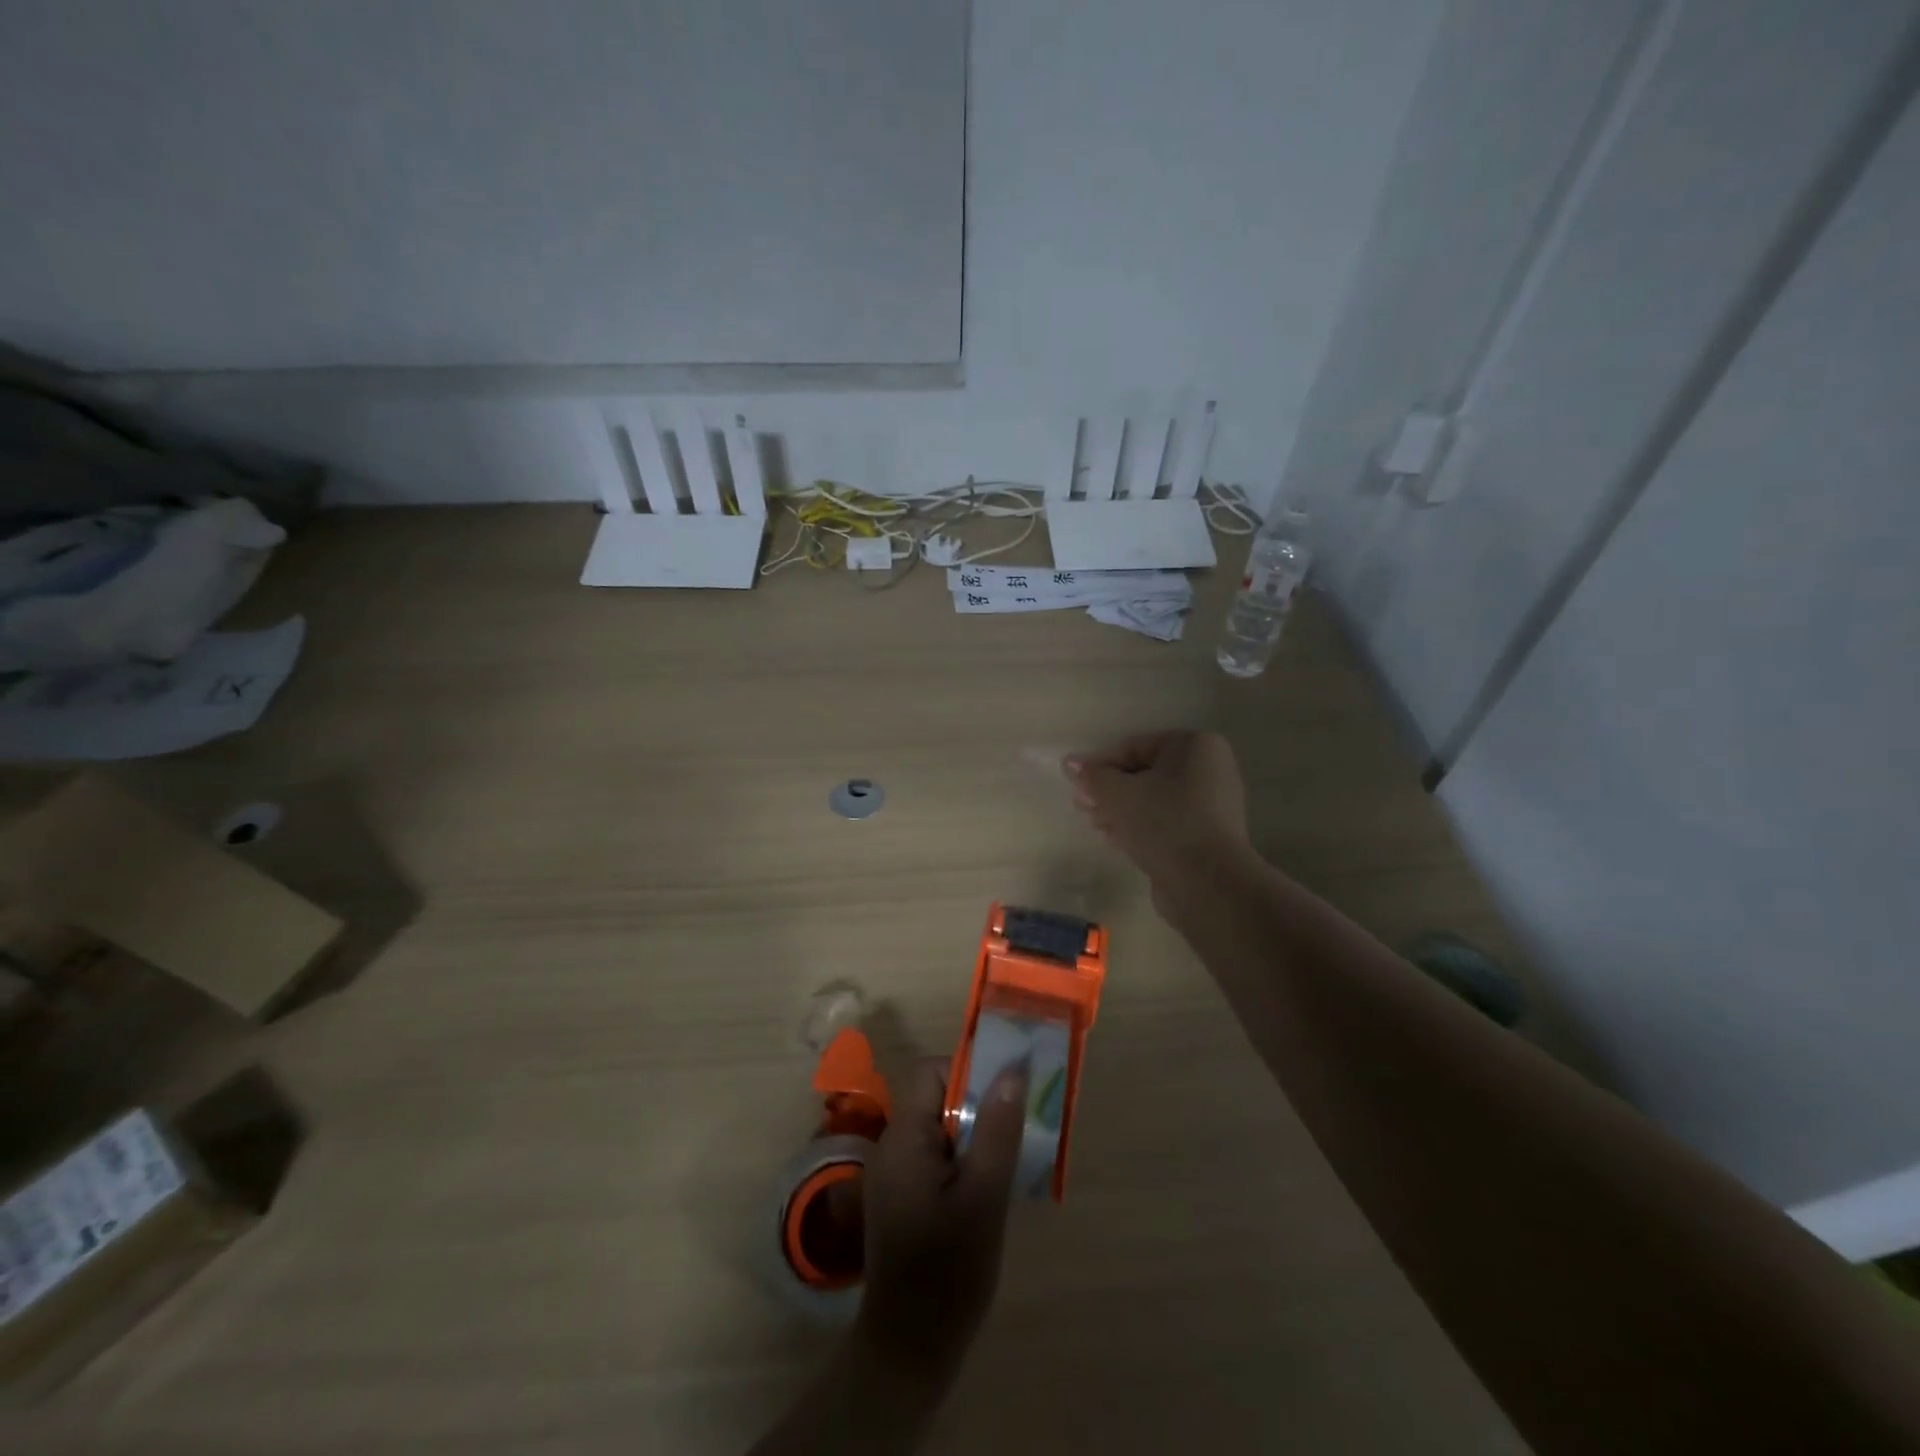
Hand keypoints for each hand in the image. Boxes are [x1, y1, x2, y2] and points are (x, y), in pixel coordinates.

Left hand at [856, 1058, 1028, 1381]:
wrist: (909, 1352)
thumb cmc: (948, 1272)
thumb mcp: (984, 1198)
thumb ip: (996, 1131)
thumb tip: (1011, 1070)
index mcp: (903, 1138)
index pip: (929, 1072)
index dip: (966, 1073)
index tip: (1002, 1100)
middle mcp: (891, 1146)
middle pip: (935, 1099)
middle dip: (977, 1108)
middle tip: (1014, 1135)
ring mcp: (893, 1175)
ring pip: (938, 1131)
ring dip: (973, 1137)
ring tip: (1007, 1167)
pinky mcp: (901, 1200)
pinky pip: (934, 1159)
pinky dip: (962, 1163)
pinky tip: (987, 1196)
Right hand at [1063, 730, 1251, 887]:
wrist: (1206, 882)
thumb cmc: (1162, 821)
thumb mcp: (1118, 793)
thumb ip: (1092, 776)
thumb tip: (1070, 763)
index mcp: (1195, 746)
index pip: (1135, 747)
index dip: (1100, 765)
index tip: (1076, 785)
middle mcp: (1209, 770)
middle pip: (1145, 774)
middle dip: (1109, 791)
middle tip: (1081, 806)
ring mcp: (1211, 806)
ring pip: (1153, 801)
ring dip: (1120, 811)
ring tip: (1094, 824)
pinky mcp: (1206, 837)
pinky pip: (1165, 823)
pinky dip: (1139, 828)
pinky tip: (1114, 840)